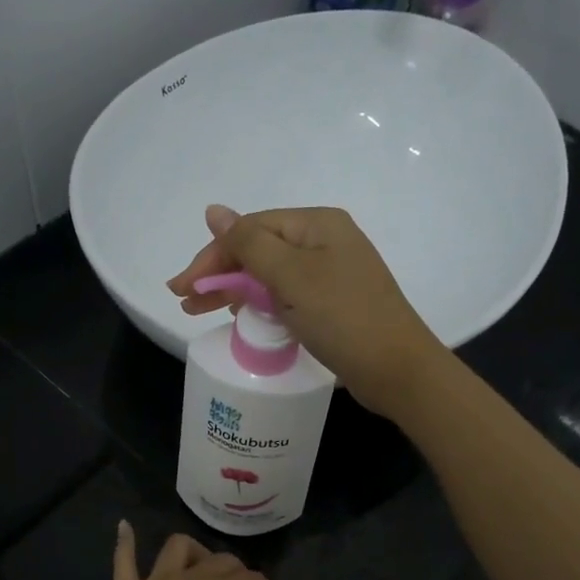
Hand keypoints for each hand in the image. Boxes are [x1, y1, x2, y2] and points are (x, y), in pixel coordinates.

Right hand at [166, 204, 443, 416]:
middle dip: (220, 273)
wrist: (397, 370)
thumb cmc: (344, 318)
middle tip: (185, 301)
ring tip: (200, 310)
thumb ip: (249, 244)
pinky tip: (241, 315)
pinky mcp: (332, 305)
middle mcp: (325, 243)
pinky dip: (260, 304)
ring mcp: (331, 275)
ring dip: (235, 289)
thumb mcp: (292, 276)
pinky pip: (286, 296)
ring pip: (270, 275)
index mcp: (317, 225)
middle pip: (259, 250)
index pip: (251, 230)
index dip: (212, 255)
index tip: (182, 287)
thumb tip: (213, 210)